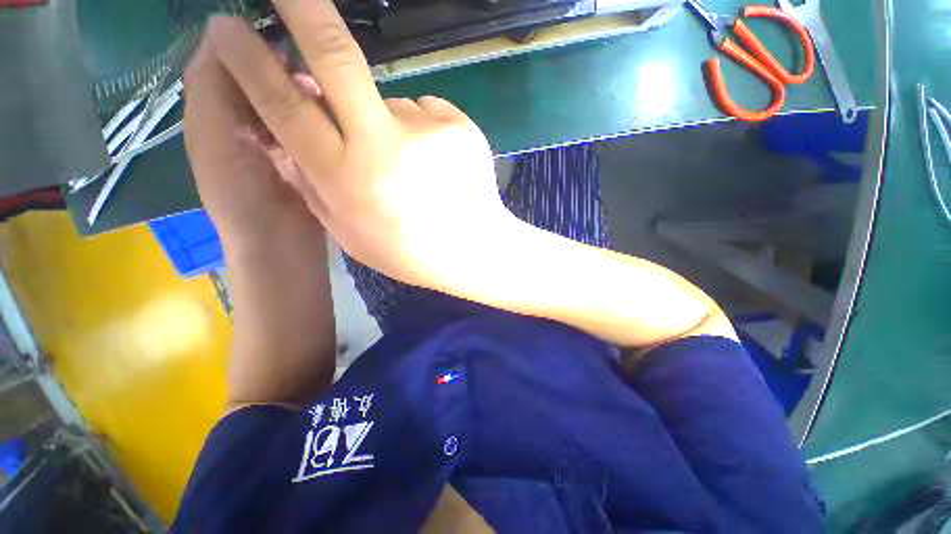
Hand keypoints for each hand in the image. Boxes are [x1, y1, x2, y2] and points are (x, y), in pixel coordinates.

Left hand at [184, 35, 336, 406]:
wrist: (283, 249)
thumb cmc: (244, 200)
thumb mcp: (215, 140)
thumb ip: (212, 87)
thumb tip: (226, 35)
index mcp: (216, 114)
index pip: (223, 59)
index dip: (244, 38)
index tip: (276, 26)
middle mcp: (245, 122)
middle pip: (258, 76)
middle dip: (278, 62)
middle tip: (306, 62)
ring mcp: (280, 142)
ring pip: (286, 100)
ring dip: (300, 88)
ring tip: (321, 89)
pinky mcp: (307, 160)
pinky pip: (307, 126)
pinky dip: (316, 115)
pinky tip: (330, 115)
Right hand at [205, 6, 512, 290]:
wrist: (473, 250)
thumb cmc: (410, 253)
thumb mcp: (351, 235)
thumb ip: (316, 187)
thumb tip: (289, 141)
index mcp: (348, 180)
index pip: (285, 106)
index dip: (251, 61)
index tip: (229, 29)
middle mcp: (383, 145)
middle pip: (336, 56)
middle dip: (303, 9)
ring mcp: (427, 131)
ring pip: (389, 102)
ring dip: (388, 125)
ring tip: (415, 171)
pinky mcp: (459, 126)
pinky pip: (426, 116)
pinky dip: (422, 135)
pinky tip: (437, 168)